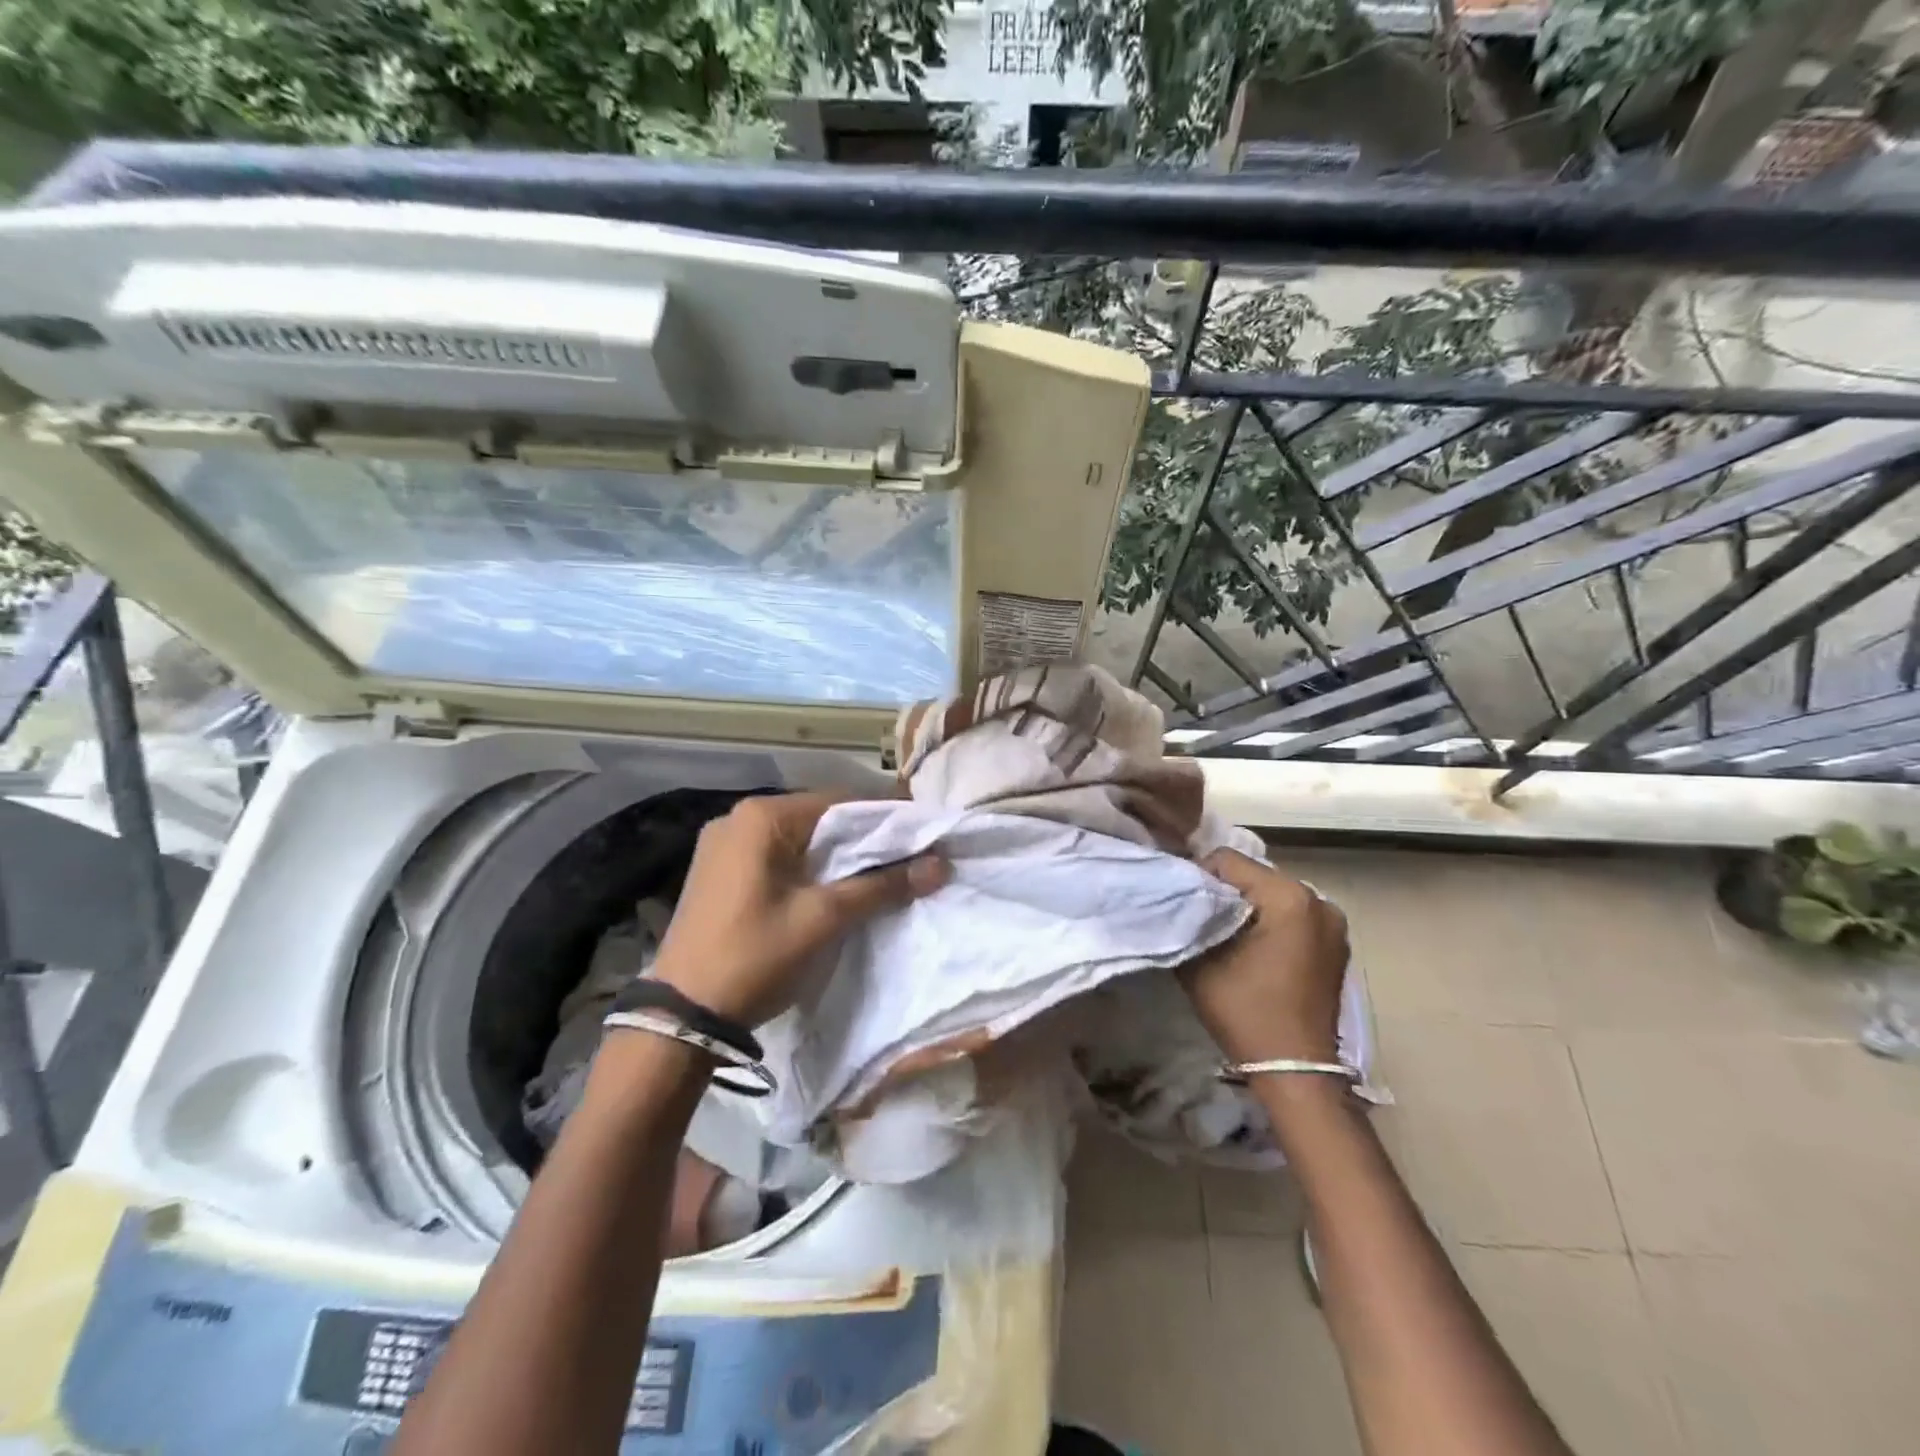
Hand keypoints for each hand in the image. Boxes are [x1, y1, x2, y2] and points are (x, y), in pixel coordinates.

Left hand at [652, 793, 947, 1028]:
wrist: (682, 1017)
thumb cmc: (755, 956)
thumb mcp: (824, 919)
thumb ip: (882, 886)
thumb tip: (940, 864)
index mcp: (761, 817)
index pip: (840, 800)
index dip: (886, 816)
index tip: (923, 833)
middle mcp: (738, 818)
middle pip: (818, 817)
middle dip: (863, 837)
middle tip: (908, 856)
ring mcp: (723, 845)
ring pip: (798, 839)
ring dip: (837, 854)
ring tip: (879, 873)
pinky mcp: (718, 872)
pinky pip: (776, 856)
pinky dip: (808, 867)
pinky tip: (832, 887)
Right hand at [1181, 850, 1349, 1065]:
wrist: (1295, 1071)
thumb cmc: (1246, 1011)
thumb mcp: (1201, 960)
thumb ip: (1188, 917)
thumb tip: (1178, 898)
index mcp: (1288, 897)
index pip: (1228, 861)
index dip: (1198, 877)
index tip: (1184, 906)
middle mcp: (1318, 899)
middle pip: (1253, 875)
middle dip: (1224, 892)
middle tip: (1200, 920)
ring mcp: (1333, 923)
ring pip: (1272, 895)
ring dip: (1247, 908)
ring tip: (1225, 936)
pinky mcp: (1336, 944)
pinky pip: (1292, 915)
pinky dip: (1270, 923)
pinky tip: (1253, 950)